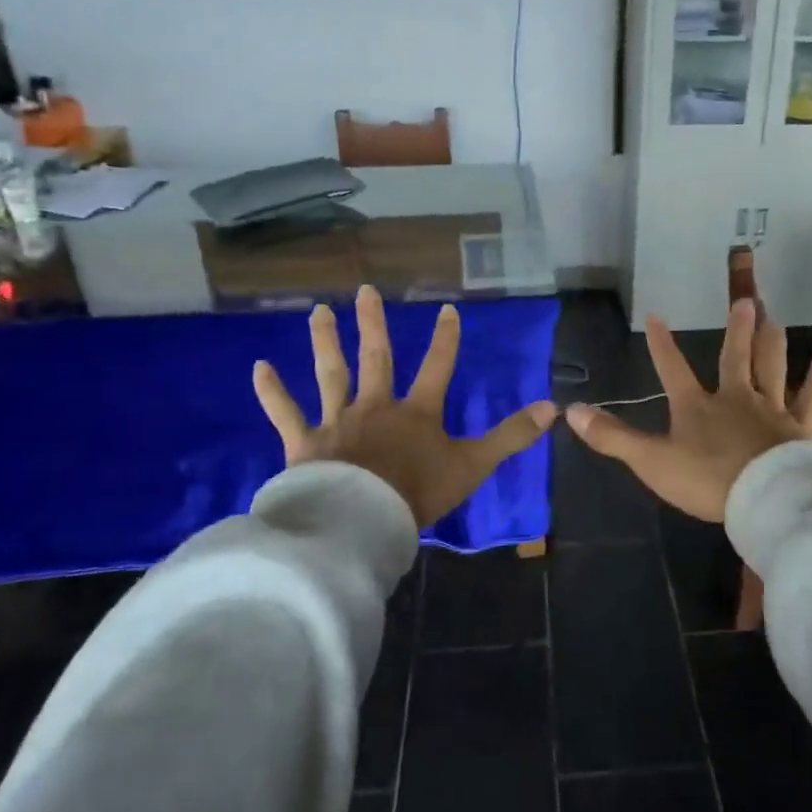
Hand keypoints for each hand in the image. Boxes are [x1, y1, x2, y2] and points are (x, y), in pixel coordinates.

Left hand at [252, 285, 557, 527]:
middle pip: (377, 358)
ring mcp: (338, 421)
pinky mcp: (305, 443)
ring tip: (318, 311)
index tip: (447, 309)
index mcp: (416, 412)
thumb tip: (551, 408)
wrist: (363, 521)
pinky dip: (272, 392)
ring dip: (325, 342)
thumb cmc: (418, 493)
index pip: (437, 367)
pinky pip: (286, 413)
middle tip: (365, 290)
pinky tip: (259, 367)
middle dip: (374, 324)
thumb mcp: (473, 465)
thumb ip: (510, 436)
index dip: (446, 339)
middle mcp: (376, 406)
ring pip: (331, 374)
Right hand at [565, 298, 811, 522]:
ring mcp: (771, 409)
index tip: (656, 317)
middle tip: (745, 300)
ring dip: (771, 341)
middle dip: (736, 329)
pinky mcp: (800, 427)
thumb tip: (570, 411)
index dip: (661, 345)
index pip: (672, 369)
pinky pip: (810, 396)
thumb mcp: (651, 462)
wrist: (765, 499)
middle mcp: (735, 398)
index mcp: (696, 407)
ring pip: (772, 366)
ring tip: (774, 316)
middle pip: (734, 357)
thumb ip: (612, 438)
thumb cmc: (707, 480)